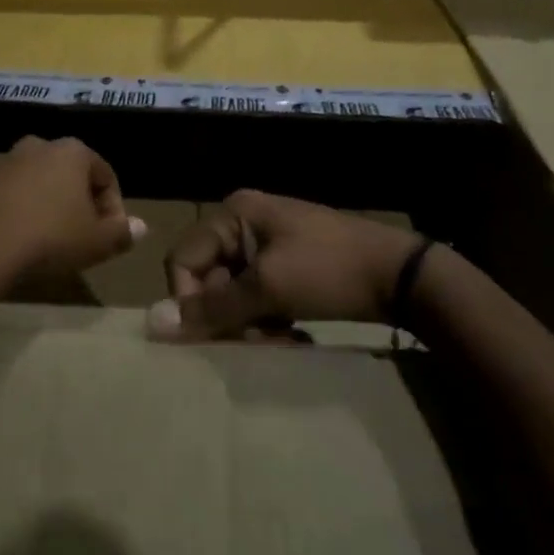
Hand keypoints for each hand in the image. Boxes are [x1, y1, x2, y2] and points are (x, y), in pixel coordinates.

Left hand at [0, 136, 142, 291]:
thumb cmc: (49, 238)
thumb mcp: (95, 243)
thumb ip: (121, 233)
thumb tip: (141, 227)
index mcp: (71, 152)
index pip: (104, 175)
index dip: (113, 207)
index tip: (110, 236)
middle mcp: (36, 146)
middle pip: (67, 174)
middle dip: (75, 202)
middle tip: (77, 236)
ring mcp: (0, 160)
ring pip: (32, 181)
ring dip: (41, 204)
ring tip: (41, 240)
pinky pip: (1, 194)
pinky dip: (10, 210)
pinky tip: (9, 239)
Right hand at [152, 190, 422, 340]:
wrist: (401, 275)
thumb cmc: (329, 272)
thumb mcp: (268, 289)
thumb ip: (212, 308)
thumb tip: (152, 324)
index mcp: (233, 214)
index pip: (183, 259)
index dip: (190, 299)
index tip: (219, 333)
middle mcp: (244, 222)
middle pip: (208, 277)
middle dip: (226, 314)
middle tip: (254, 340)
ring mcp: (267, 242)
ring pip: (233, 291)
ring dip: (247, 321)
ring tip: (277, 339)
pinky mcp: (287, 263)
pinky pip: (257, 293)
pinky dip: (266, 317)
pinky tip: (289, 334)